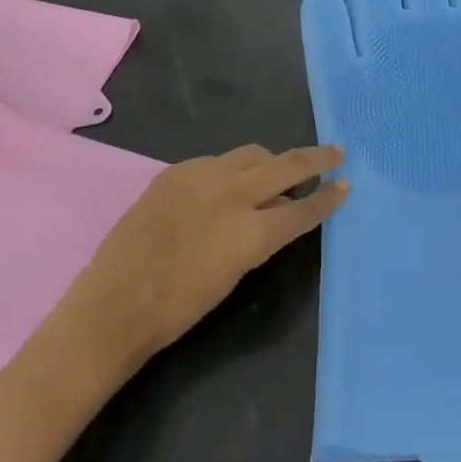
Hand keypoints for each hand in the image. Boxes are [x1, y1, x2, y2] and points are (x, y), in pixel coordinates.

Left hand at [66, 144, 347, 362]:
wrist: (115, 303)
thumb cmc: (177, 308)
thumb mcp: (233, 274)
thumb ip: (258, 238)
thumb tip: (273, 214)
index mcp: (250, 232)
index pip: (301, 207)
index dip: (327, 198)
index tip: (345, 184)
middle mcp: (232, 194)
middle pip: (285, 165)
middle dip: (315, 159)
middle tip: (335, 152)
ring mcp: (202, 176)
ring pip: (251, 154)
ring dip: (271, 161)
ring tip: (278, 171)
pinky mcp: (176, 171)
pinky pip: (217, 160)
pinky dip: (232, 169)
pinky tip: (227, 185)